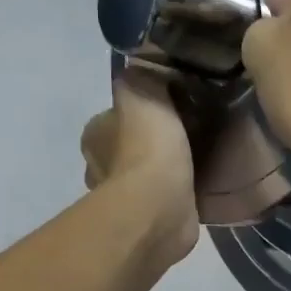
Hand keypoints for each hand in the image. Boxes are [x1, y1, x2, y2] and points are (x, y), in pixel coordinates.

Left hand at [81, 71, 199, 260]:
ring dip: (163, 172)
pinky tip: (196, 187)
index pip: (114, 116)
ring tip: (196, 160)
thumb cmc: (147, 148)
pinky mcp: (146, 223)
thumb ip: (145, 75)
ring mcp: (122, 200)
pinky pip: (163, 201)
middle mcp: (99, 168)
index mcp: (94, 135)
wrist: (159, 209)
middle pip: (128, 148)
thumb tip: (147, 67)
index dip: (140, 112)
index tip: (169, 110)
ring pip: (144, 177)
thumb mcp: (145, 90)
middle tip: (187, 135)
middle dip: (151, 144)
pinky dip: (176, 195)